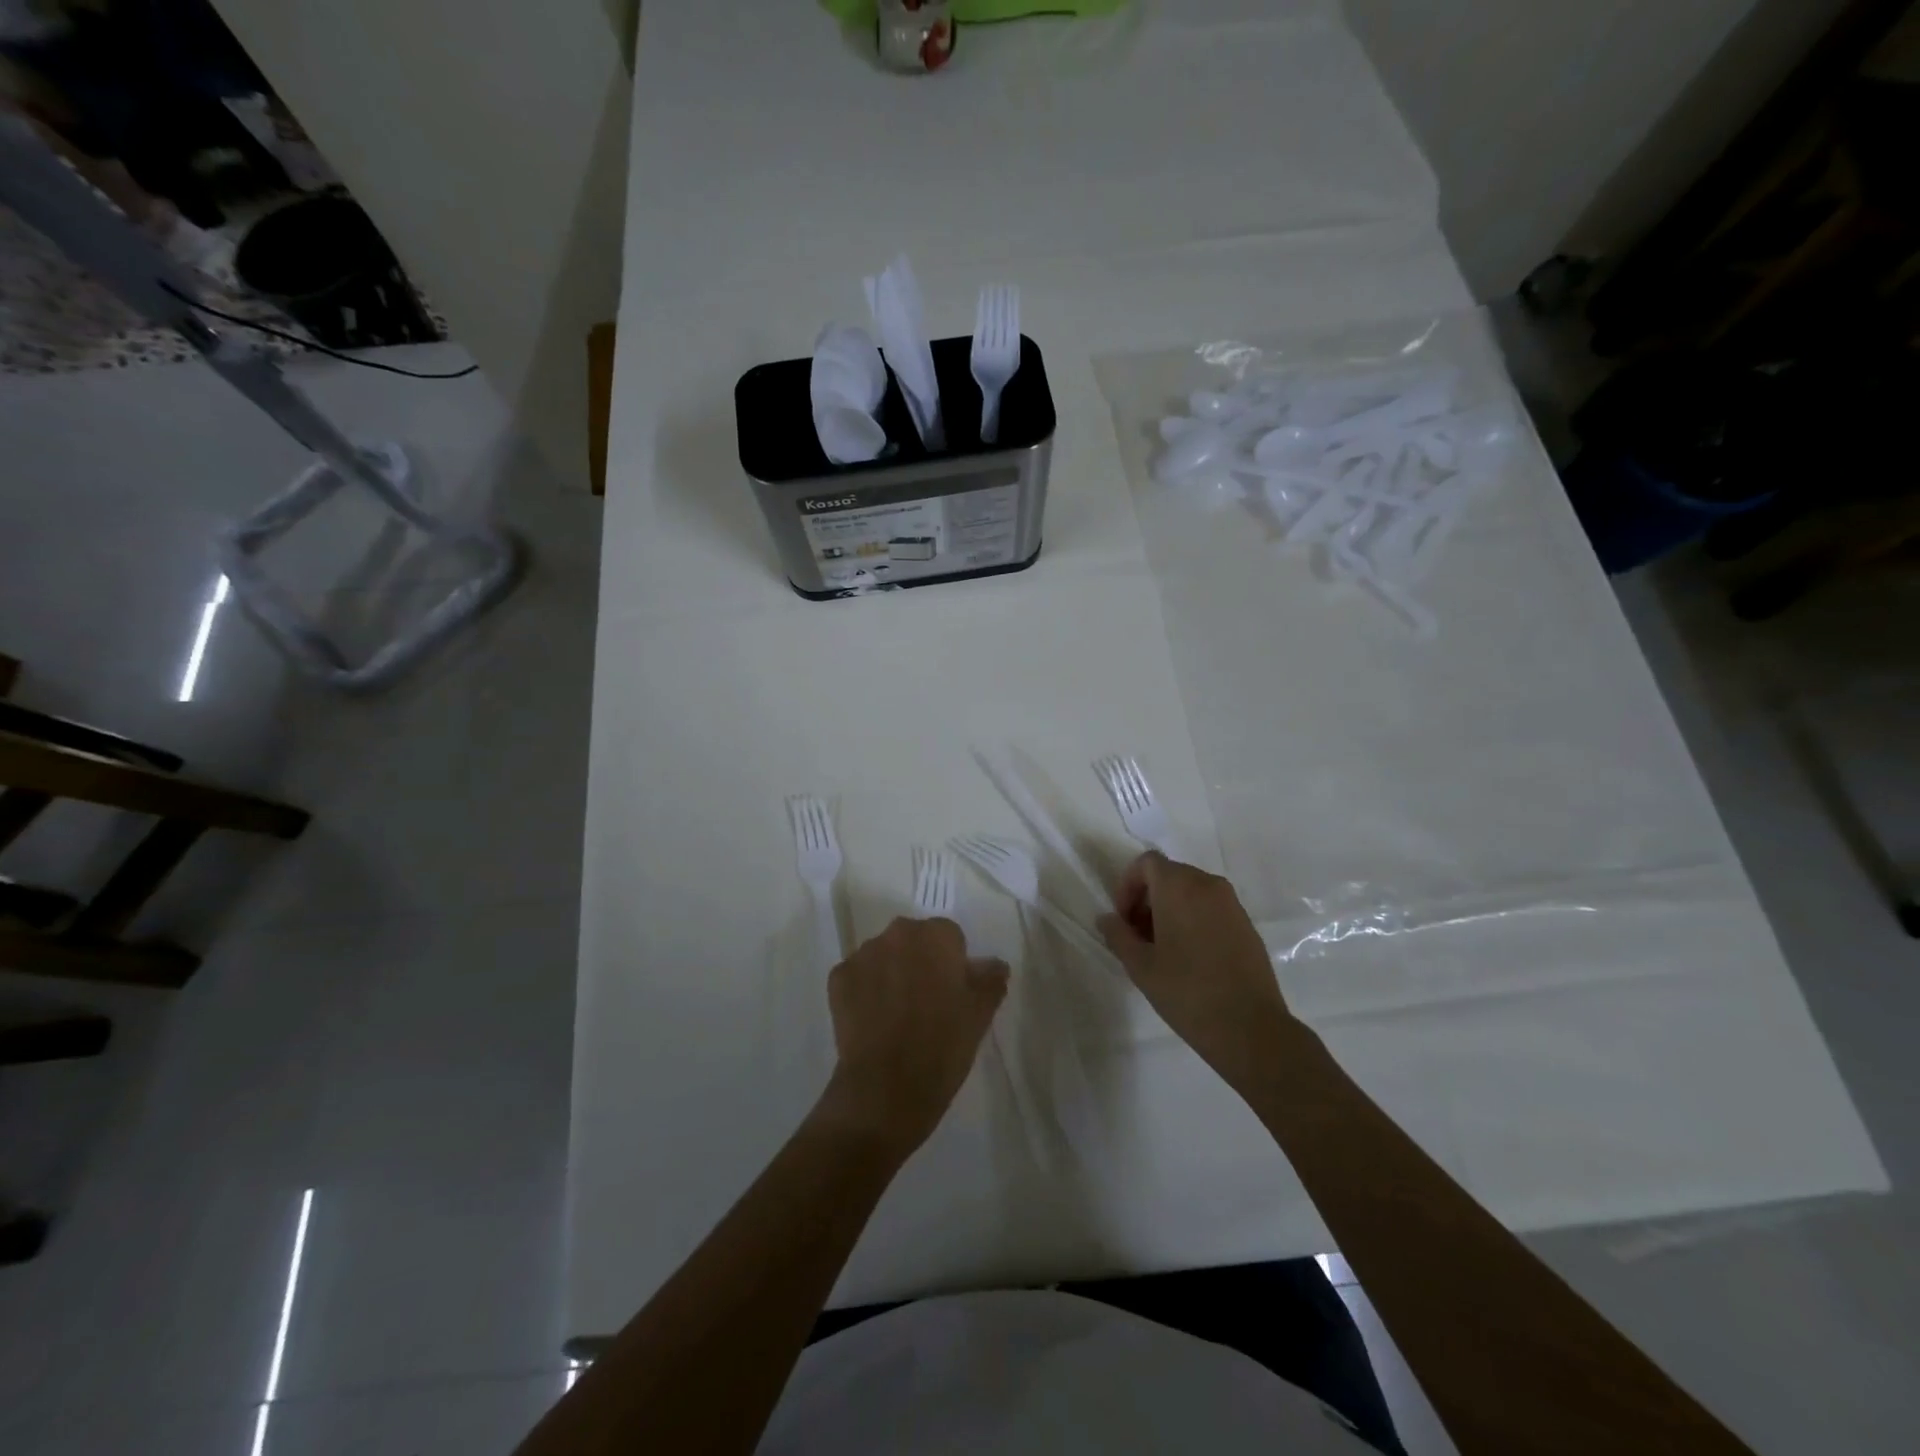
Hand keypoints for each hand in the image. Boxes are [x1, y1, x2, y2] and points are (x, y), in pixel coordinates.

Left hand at [819, 917, 1008, 1155]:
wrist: (885, 1089)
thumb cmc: (942, 1046)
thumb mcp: (980, 1015)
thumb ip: (990, 980)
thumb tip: (994, 965)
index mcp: (936, 936)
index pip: (950, 936)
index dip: (952, 964)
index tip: (952, 993)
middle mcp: (897, 933)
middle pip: (913, 940)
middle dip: (920, 962)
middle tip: (927, 1003)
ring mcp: (863, 954)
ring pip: (883, 956)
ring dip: (891, 974)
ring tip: (897, 1015)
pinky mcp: (837, 978)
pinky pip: (857, 976)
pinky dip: (865, 991)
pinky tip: (873, 1022)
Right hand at [1098, 852, 1298, 1094]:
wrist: (1250, 1028)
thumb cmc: (1187, 992)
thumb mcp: (1140, 966)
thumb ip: (1118, 935)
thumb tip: (1107, 919)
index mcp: (1179, 887)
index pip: (1146, 863)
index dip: (1127, 885)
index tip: (1123, 919)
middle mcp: (1208, 885)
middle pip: (1169, 875)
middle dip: (1147, 898)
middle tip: (1137, 936)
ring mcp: (1232, 904)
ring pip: (1191, 891)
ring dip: (1170, 909)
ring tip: (1161, 949)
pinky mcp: (1246, 924)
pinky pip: (1211, 907)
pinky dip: (1193, 919)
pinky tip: (1189, 957)